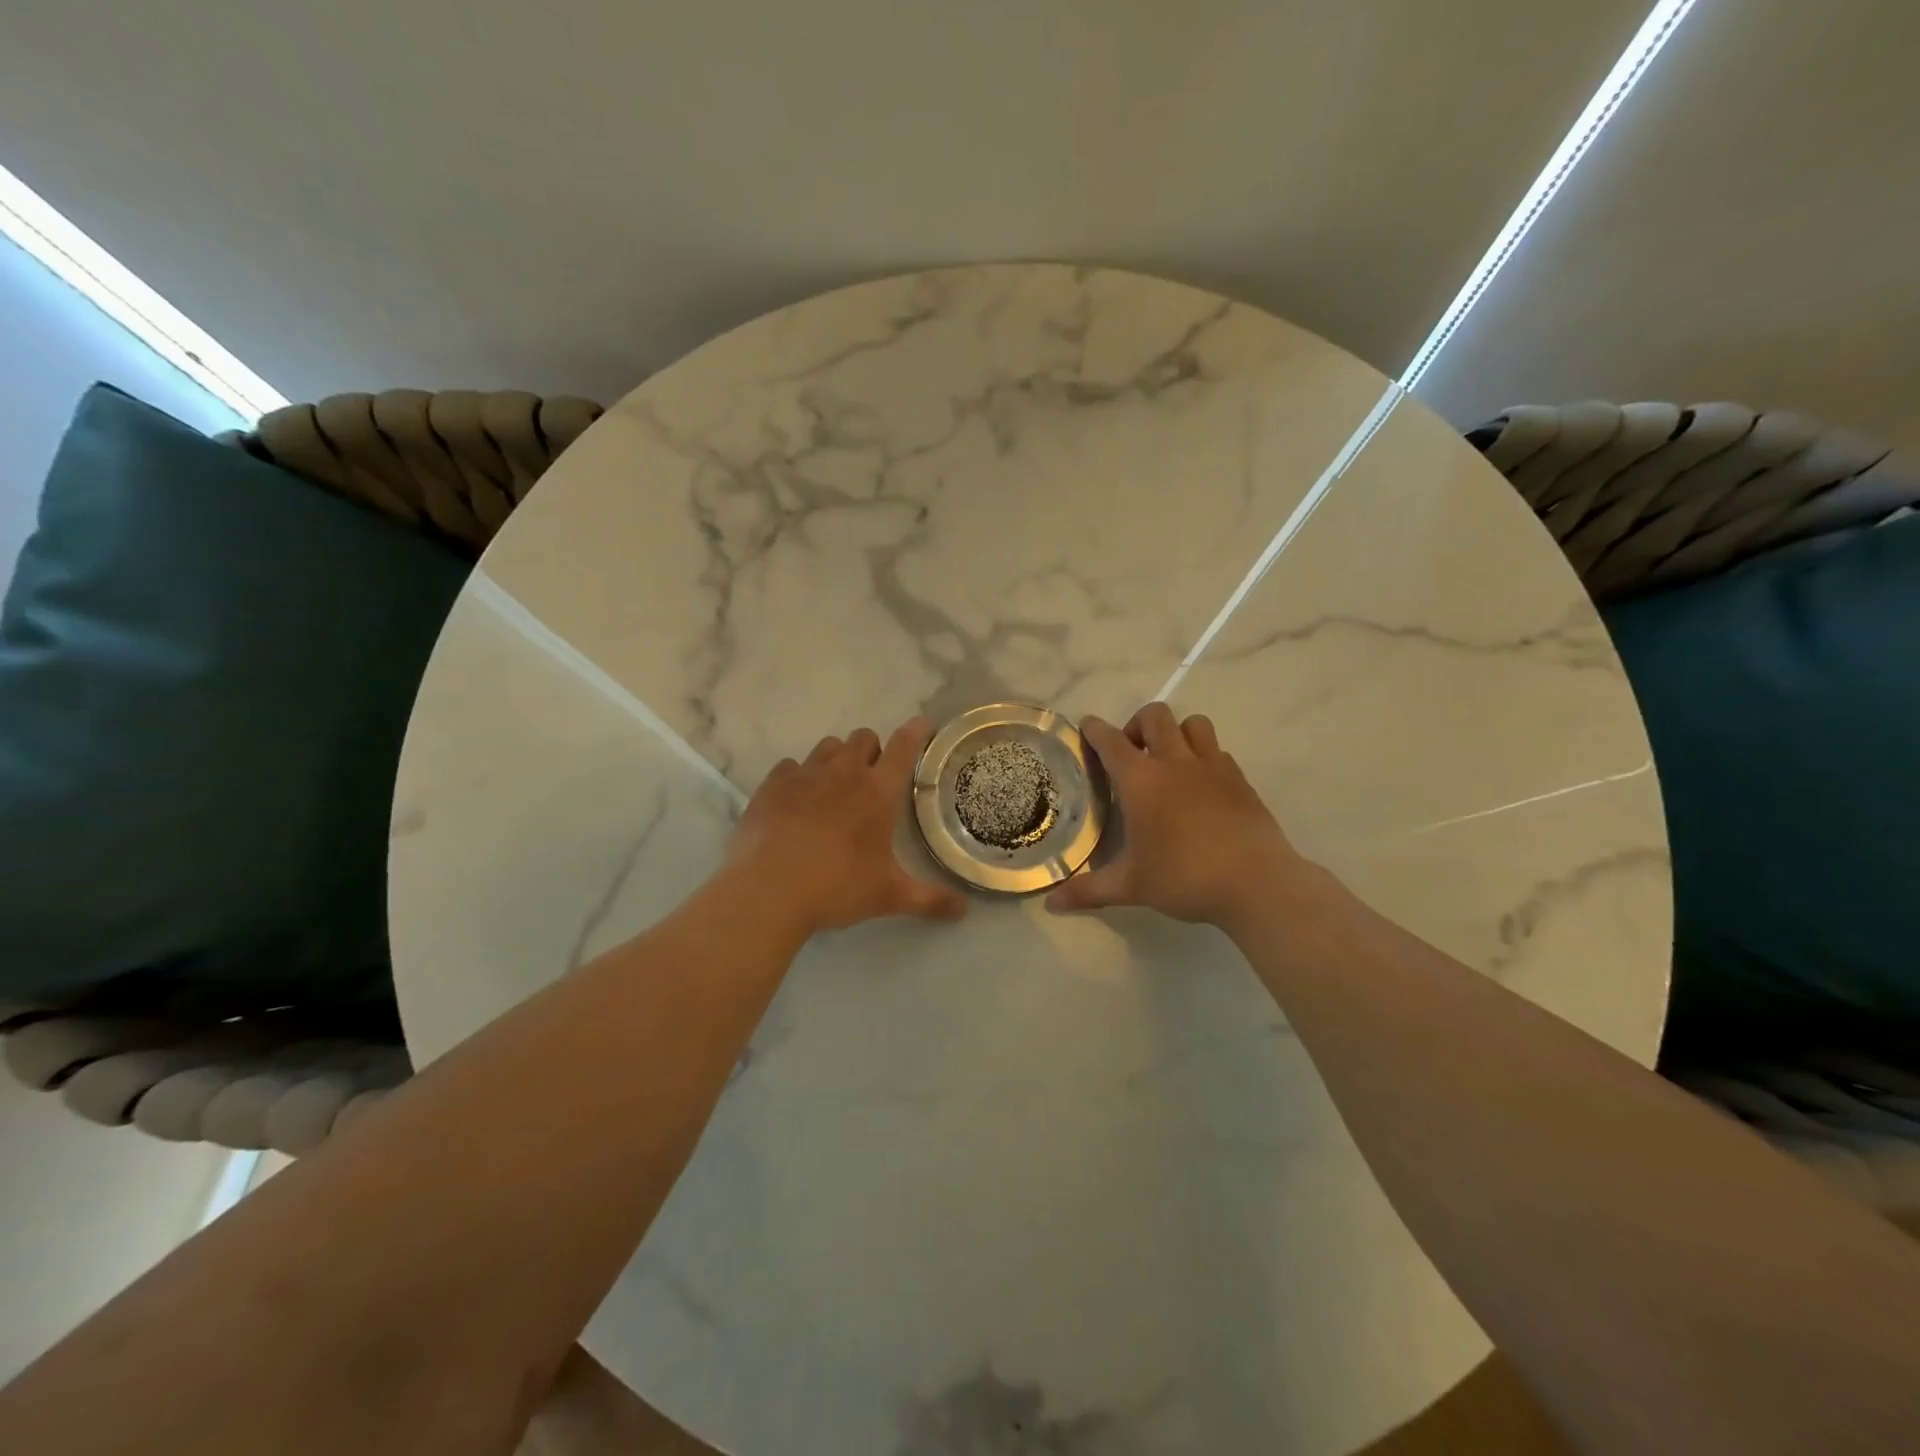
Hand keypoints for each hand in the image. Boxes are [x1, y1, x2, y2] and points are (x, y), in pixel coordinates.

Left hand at [725, 718, 967, 937]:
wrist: (767, 892)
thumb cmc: (836, 888)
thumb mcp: (888, 897)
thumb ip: (930, 900)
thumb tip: (964, 911)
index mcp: (877, 793)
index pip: (903, 749)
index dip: (916, 732)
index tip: (922, 724)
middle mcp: (843, 773)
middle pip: (863, 738)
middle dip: (872, 751)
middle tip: (872, 779)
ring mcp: (804, 776)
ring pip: (827, 746)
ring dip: (837, 759)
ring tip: (834, 788)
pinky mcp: (771, 786)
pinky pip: (790, 766)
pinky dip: (798, 776)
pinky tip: (796, 800)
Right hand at [1047, 703, 1310, 928]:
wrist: (1256, 883)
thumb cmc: (1184, 878)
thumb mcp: (1131, 887)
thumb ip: (1089, 890)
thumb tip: (1052, 903)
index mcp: (1140, 781)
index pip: (1110, 740)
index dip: (1094, 729)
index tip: (1087, 727)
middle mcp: (1175, 763)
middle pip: (1155, 716)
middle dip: (1137, 725)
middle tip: (1132, 754)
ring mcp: (1212, 767)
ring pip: (1193, 723)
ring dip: (1176, 732)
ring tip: (1169, 761)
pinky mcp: (1240, 780)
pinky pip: (1218, 750)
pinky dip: (1204, 756)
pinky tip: (1201, 785)